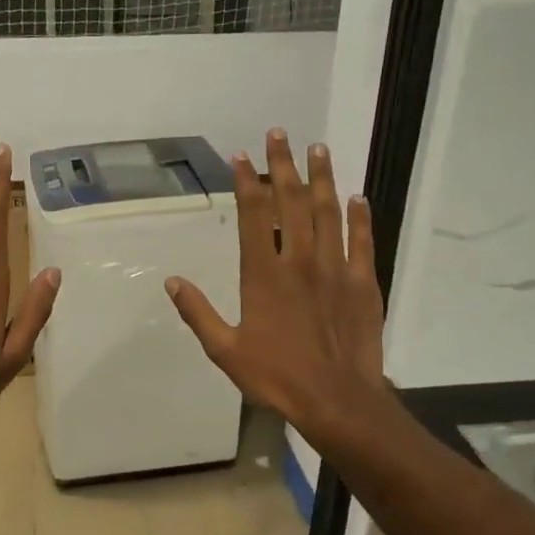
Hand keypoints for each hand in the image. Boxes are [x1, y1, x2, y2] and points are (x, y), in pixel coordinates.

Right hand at [164, 129, 387, 454]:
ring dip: (322, 178)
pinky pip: (362, 241)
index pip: (254, 215)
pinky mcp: (362, 283)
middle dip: (283, 165)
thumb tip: (172, 281)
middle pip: (292, 202)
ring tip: (319, 148)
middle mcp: (300, 260)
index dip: (246, 182)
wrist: (337, 401)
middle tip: (279, 134)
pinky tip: (357, 197)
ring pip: (328, 212)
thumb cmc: (277, 376)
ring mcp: (335, 269)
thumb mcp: (225, 350)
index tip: (242, 156)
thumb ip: (198, 313)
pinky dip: (359, 217)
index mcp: (264, 274)